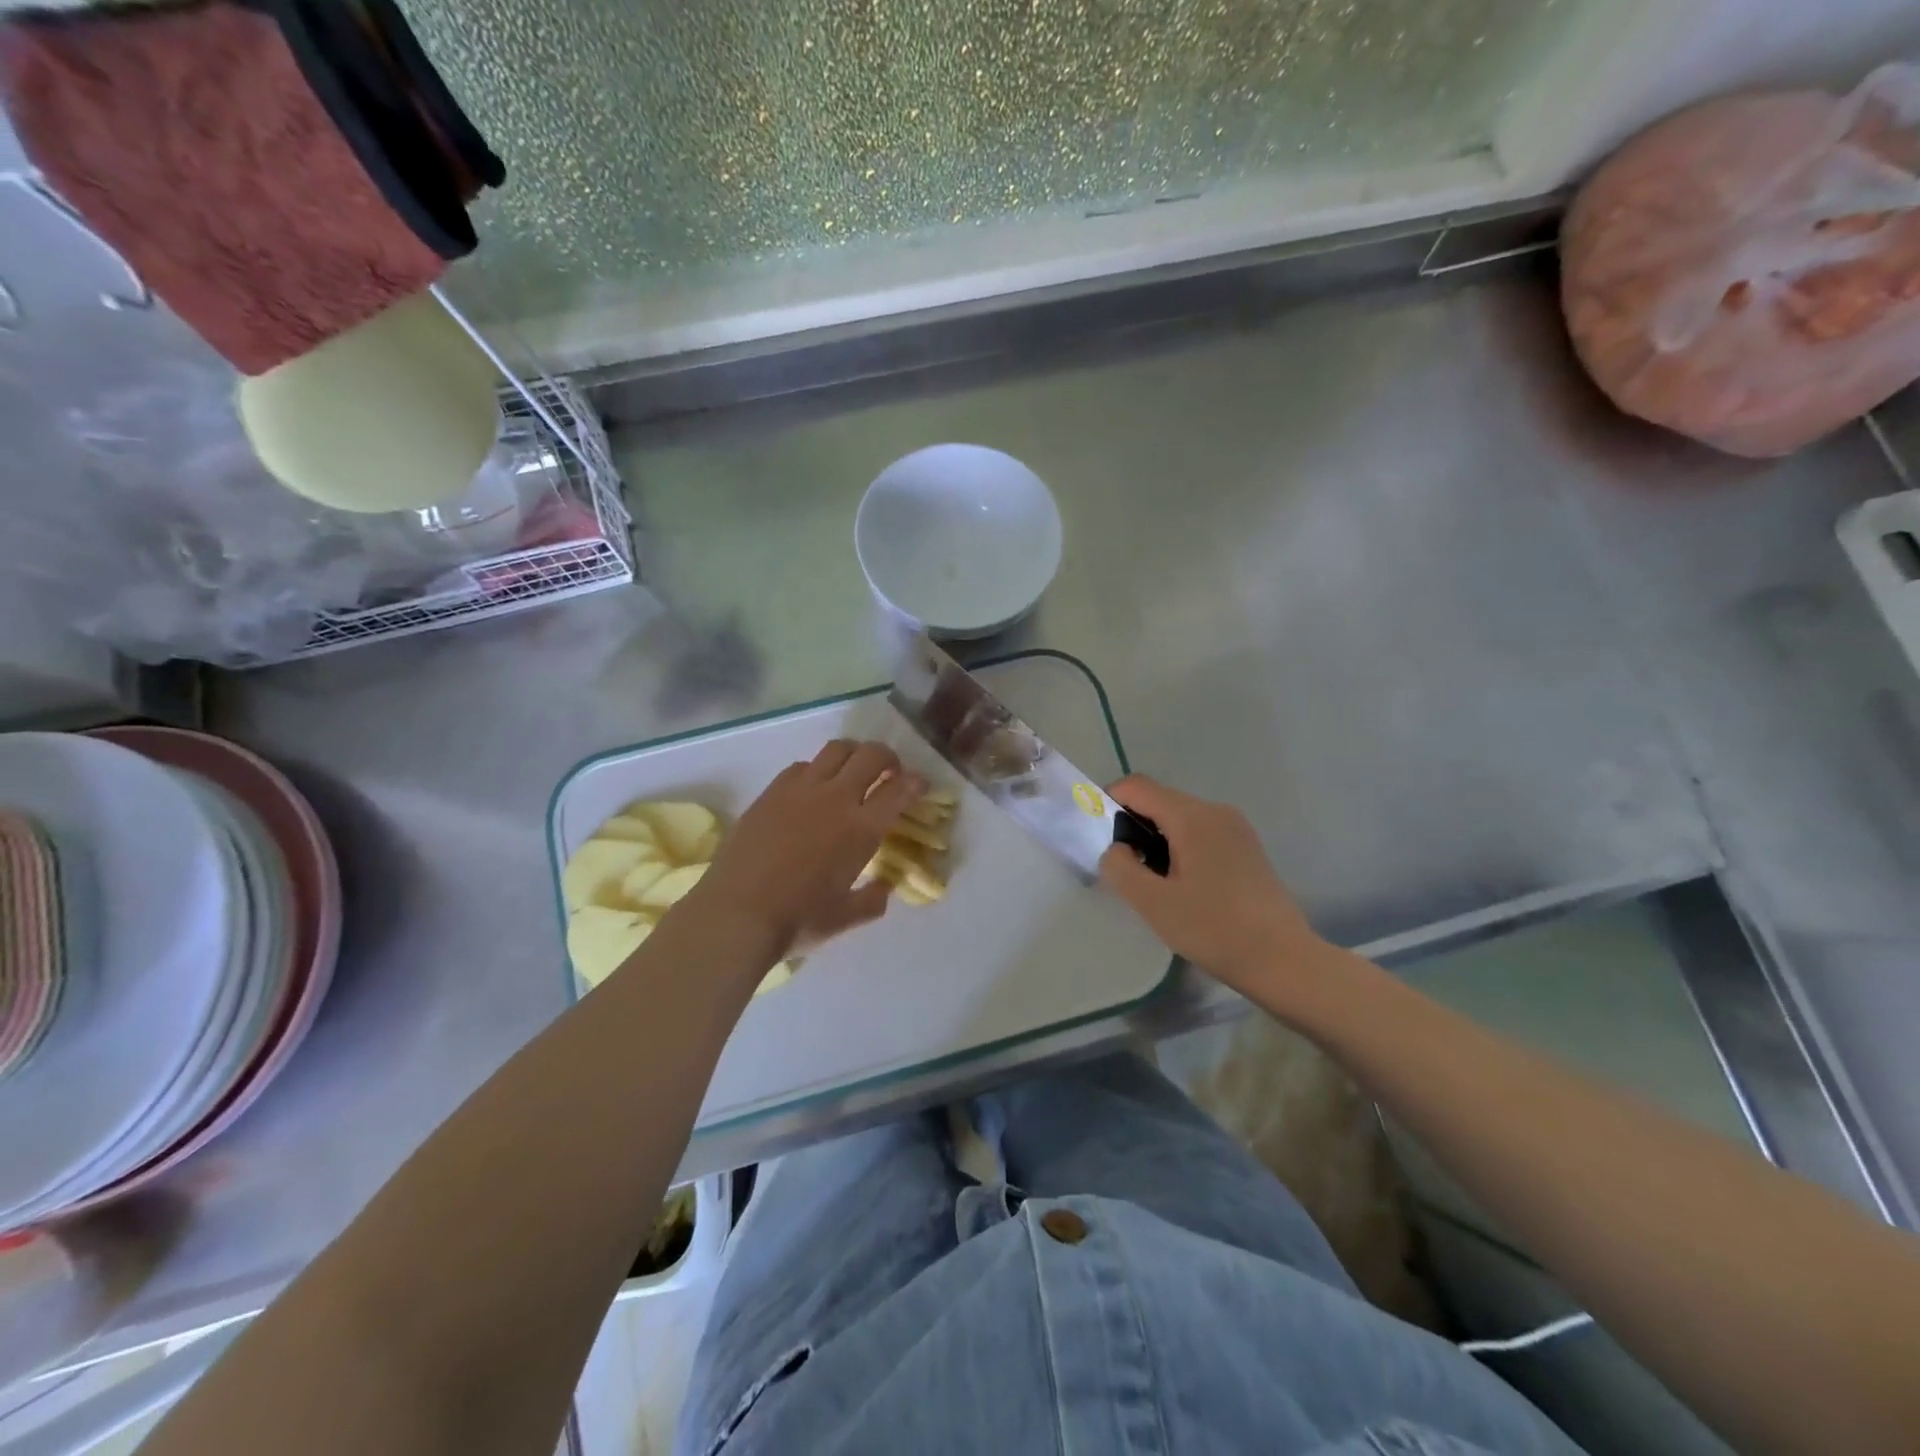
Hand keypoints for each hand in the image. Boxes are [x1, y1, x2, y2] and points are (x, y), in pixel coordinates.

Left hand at [695, 740, 924, 961]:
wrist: (736, 914)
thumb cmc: (797, 920)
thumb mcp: (845, 918)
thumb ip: (872, 900)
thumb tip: (884, 887)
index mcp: (862, 829)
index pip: (900, 789)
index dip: (916, 783)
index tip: (919, 785)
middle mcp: (836, 798)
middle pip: (871, 755)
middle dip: (888, 758)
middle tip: (889, 773)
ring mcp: (800, 790)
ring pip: (837, 749)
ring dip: (853, 755)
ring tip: (852, 772)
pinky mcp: (771, 791)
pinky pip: (802, 765)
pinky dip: (817, 770)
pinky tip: (813, 790)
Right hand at [1098, 775, 1326, 998]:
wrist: (1283, 960)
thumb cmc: (1214, 929)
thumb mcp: (1153, 903)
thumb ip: (1120, 868)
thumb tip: (1116, 848)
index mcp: (1191, 817)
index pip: (1137, 787)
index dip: (1109, 802)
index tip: (1098, 838)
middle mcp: (1215, 811)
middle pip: (1159, 800)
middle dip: (1133, 826)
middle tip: (1125, 869)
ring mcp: (1236, 827)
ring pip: (1180, 817)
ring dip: (1157, 839)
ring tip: (1153, 883)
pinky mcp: (1247, 847)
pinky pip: (1201, 832)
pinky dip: (1180, 847)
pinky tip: (1183, 886)